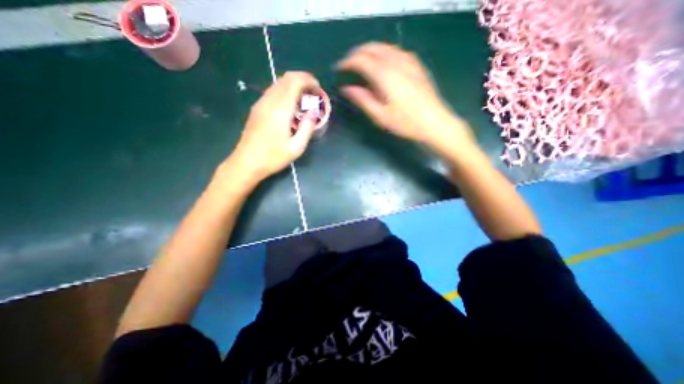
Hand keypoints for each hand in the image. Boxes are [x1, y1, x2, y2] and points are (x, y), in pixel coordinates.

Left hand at [224, 72, 322, 186]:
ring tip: (304, 98)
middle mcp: (269, 101)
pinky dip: (285, 91)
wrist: (246, 163)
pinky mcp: (256, 108)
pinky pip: (273, 91)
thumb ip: (307, 128)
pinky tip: (291, 105)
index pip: (295, 82)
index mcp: (280, 110)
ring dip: (294, 85)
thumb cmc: (273, 158)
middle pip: (286, 78)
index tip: (318, 89)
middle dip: (303, 80)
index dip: (309, 80)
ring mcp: (260, 103)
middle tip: (313, 92)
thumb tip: (313, 112)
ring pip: (278, 83)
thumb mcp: (296, 148)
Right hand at [335, 41, 476, 148]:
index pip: (361, 59)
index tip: (339, 69)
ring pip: (383, 46)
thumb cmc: (405, 122)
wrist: (434, 122)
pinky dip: (382, 53)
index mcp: (385, 74)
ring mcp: (408, 60)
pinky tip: (380, 64)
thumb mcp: (380, 115)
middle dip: (356, 54)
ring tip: (360, 64)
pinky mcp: (415, 64)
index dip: (347, 62)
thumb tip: (346, 89)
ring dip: (368, 51)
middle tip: (347, 65)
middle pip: (371, 47)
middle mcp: (396, 61)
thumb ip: (362, 99)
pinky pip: (394, 50)